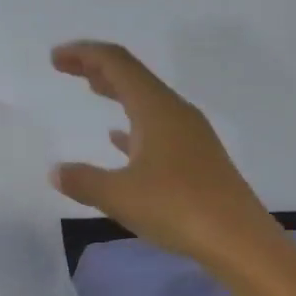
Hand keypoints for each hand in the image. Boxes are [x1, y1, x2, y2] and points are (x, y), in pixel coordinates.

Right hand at [49, 40, 278, 279]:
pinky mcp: (196, 159)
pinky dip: (132, 124)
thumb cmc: (177, 207)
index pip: (116, 63)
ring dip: (116, 92)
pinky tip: (118, 139)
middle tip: (66, 67)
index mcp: (156, 109)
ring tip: (92, 90)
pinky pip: (157, 128)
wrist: (239, 240)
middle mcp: (175, 113)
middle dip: (97, 67)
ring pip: (146, 101)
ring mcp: (189, 135)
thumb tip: (56, 171)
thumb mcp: (118, 195)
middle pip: (133, 76)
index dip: (84, 54)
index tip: (55, 58)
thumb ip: (83, 180)